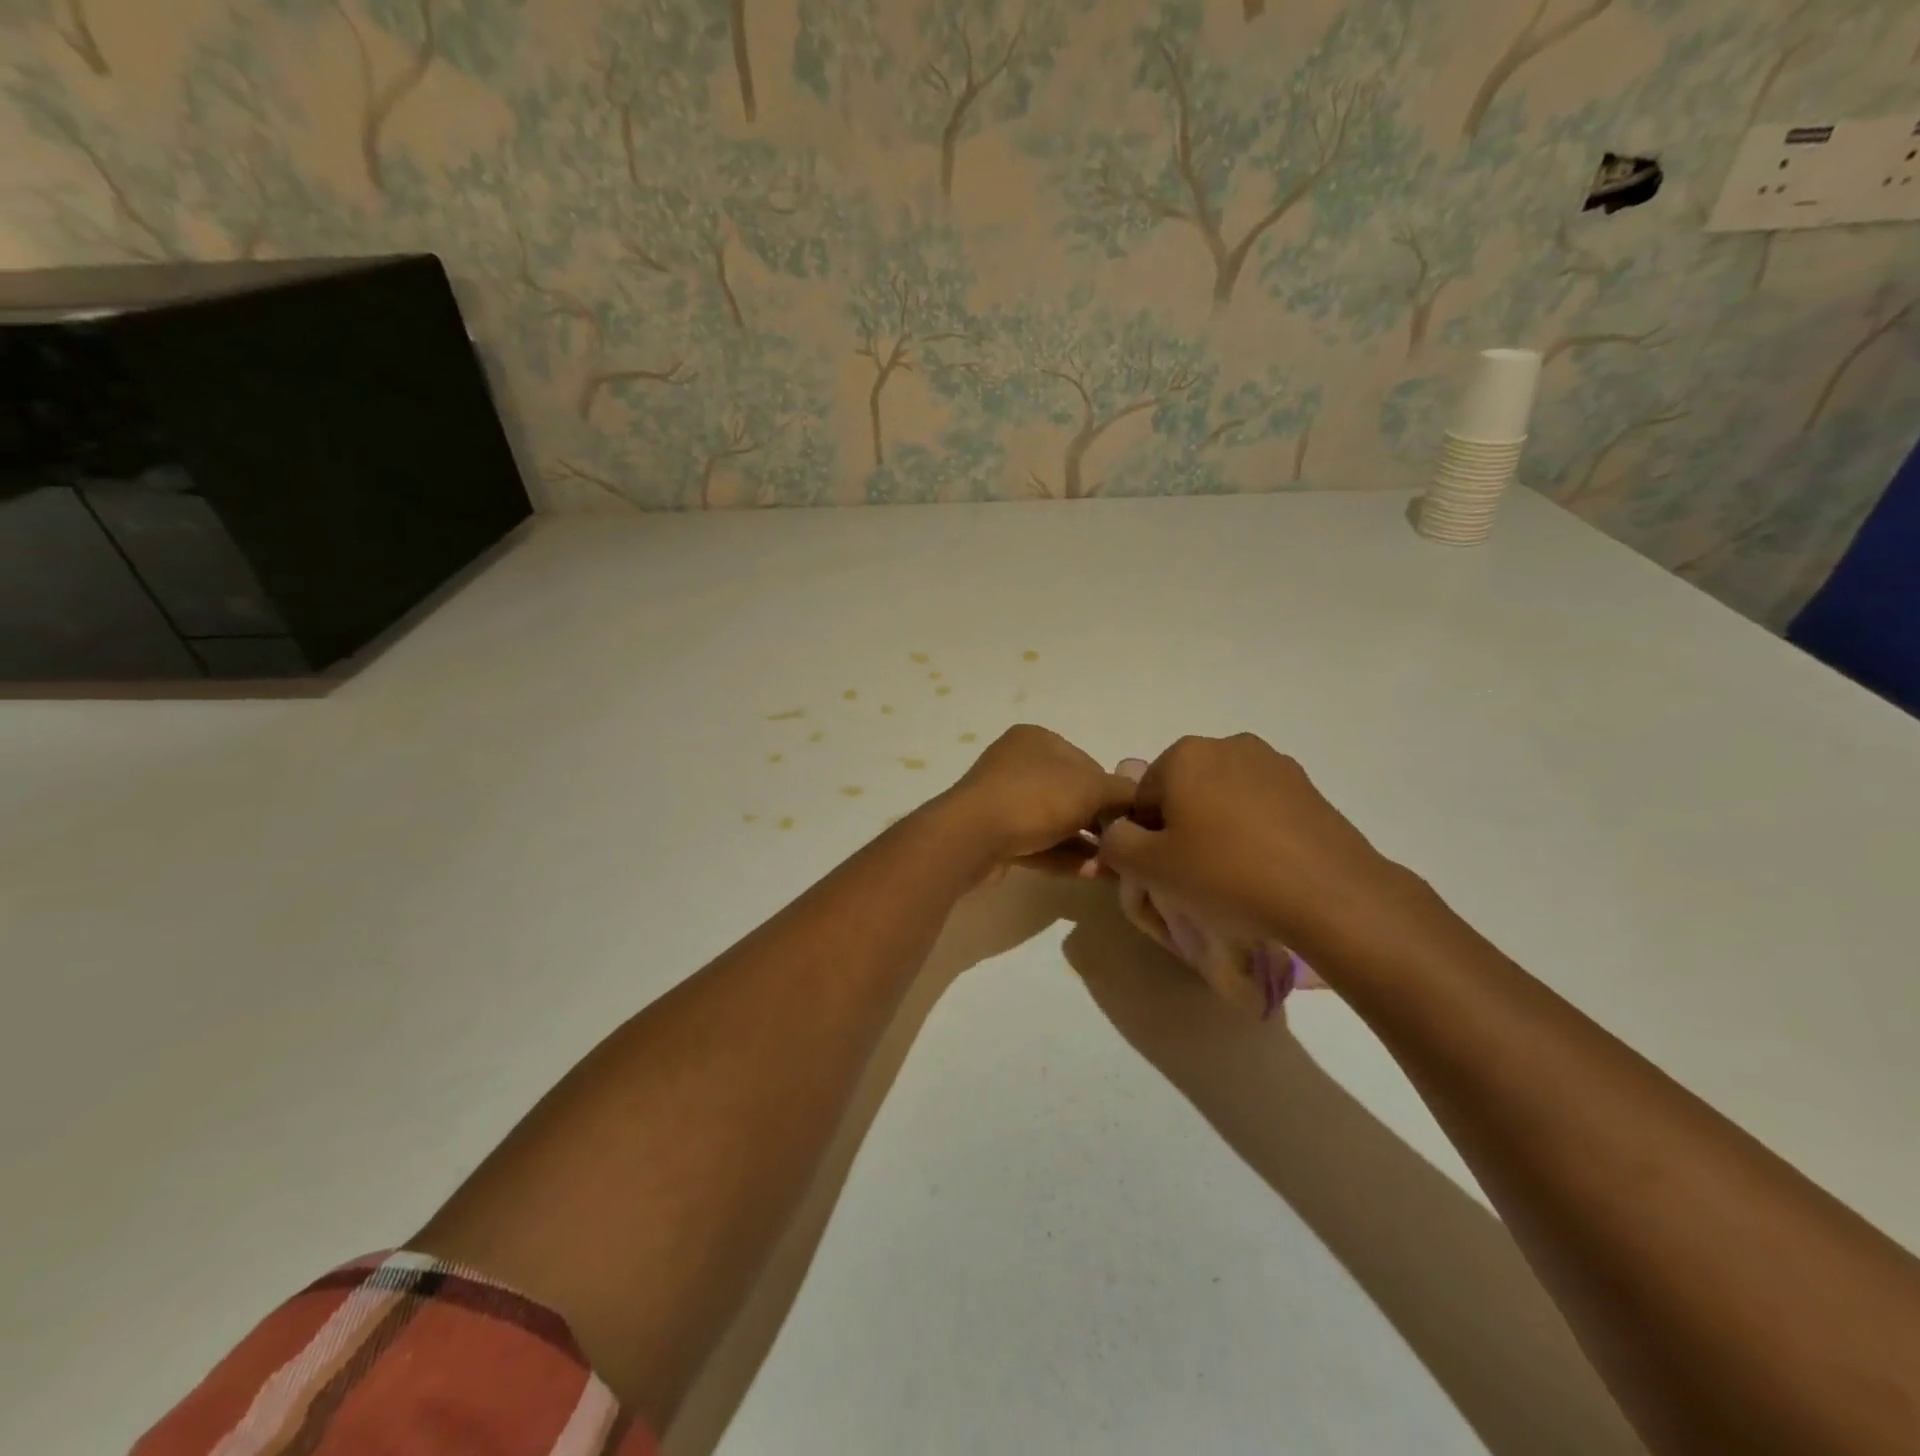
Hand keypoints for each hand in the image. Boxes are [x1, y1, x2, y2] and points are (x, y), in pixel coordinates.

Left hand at [937, 725, 1135, 868]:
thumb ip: (1123, 792)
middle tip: (1124, 847)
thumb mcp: (1092, 788)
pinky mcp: (993, 835)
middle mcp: (1016, 764)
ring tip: (1113, 868)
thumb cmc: (1035, 799)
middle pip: (1070, 794)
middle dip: (1098, 822)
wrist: (971, 837)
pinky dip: (1063, 857)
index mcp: (1037, 740)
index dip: (1112, 791)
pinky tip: (1090, 874)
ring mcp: (1001, 800)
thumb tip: (1142, 801)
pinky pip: (1037, 844)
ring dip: (1084, 845)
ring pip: (1054, 822)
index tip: (1131, 818)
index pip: (1087, 763)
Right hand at [1096, 734, 1410, 949]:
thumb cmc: (1226, 875)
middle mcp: (1228, 744)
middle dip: (1182, 826)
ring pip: (1223, 797)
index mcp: (1185, 754)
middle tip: (1196, 872)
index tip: (1165, 868)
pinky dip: (1254, 830)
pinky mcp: (1308, 787)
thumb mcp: (1149, 867)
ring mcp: (1274, 763)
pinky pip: (1261, 806)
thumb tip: (1121, 830)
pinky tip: (1265, 867)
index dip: (1146, 836)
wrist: (1330, 895)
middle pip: (1184, 789)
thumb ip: (1116, 842)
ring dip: (1218, 827)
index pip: (1143, 795)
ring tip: (1234, 873)